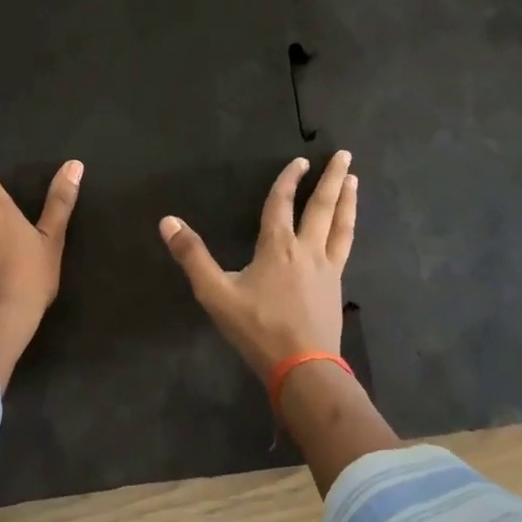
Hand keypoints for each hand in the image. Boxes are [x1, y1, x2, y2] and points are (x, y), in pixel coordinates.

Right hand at [158, 151, 356, 383]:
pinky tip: (348, 230)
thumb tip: (167, 221)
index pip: (282, 203)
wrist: (303, 367)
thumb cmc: (257, 329)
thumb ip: (192, 256)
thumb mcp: (216, 294)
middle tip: (344, 155)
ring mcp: (327, 268)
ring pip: (341, 225)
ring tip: (353, 181)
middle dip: (332, 179)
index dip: (289, 180)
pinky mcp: (336, 286)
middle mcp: (307, 249)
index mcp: (278, 246)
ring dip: (347, 200)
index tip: (300, 161)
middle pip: (322, 206)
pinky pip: (345, 248)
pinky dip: (348, 230)